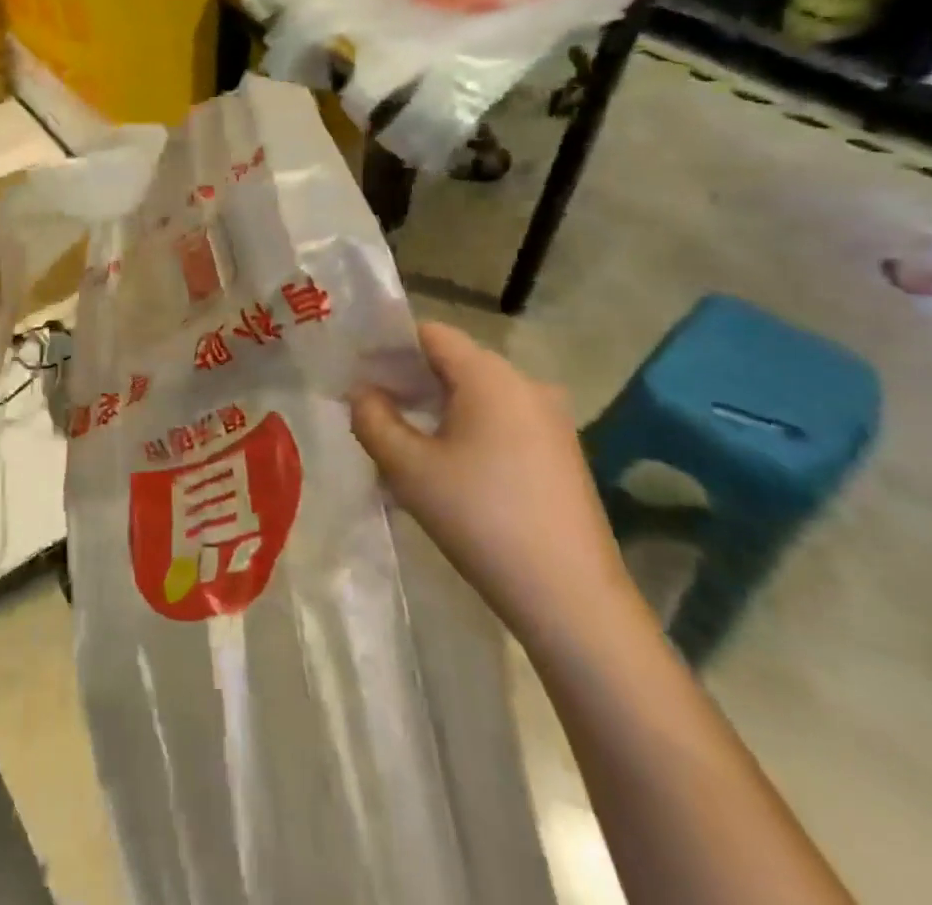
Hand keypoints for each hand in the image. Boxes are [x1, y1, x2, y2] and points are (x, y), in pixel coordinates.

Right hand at [350, 322, 636, 644]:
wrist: (571, 597)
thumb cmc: (480, 518)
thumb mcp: (408, 468)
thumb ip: (372, 419)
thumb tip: (362, 392)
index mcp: (489, 375)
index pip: (430, 333)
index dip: (390, 346)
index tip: (360, 374)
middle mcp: (525, 383)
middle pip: (455, 360)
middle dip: (411, 379)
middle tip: (375, 410)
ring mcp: (551, 418)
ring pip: (479, 392)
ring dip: (439, 406)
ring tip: (407, 443)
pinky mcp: (562, 450)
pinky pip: (503, 419)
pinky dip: (470, 427)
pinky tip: (451, 469)